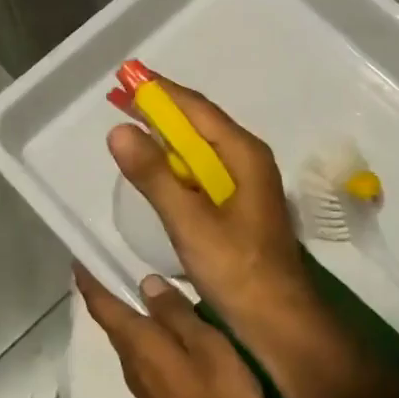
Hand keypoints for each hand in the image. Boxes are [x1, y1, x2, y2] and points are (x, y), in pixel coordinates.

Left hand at [74, 265, 270, 397]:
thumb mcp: (206, 345)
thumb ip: (176, 313)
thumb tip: (145, 282)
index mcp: (139, 344)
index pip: (104, 307)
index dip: (89, 282)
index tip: (79, 260)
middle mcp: (131, 363)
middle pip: (113, 322)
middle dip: (110, 294)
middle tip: (114, 262)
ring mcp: (143, 384)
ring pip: (129, 339)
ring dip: (129, 314)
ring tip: (141, 287)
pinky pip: (144, 354)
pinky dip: (145, 333)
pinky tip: (163, 326)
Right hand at [105, 79, 316, 331]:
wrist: (279, 322)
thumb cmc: (238, 270)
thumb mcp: (189, 222)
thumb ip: (154, 176)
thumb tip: (120, 130)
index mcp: (243, 154)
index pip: (196, 108)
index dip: (160, 91)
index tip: (127, 76)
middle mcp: (247, 160)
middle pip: (198, 123)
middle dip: (159, 109)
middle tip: (120, 98)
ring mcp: (245, 183)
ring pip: (200, 147)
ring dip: (166, 135)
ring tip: (131, 127)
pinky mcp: (238, 206)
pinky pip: (202, 170)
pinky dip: (176, 162)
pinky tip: (157, 169)